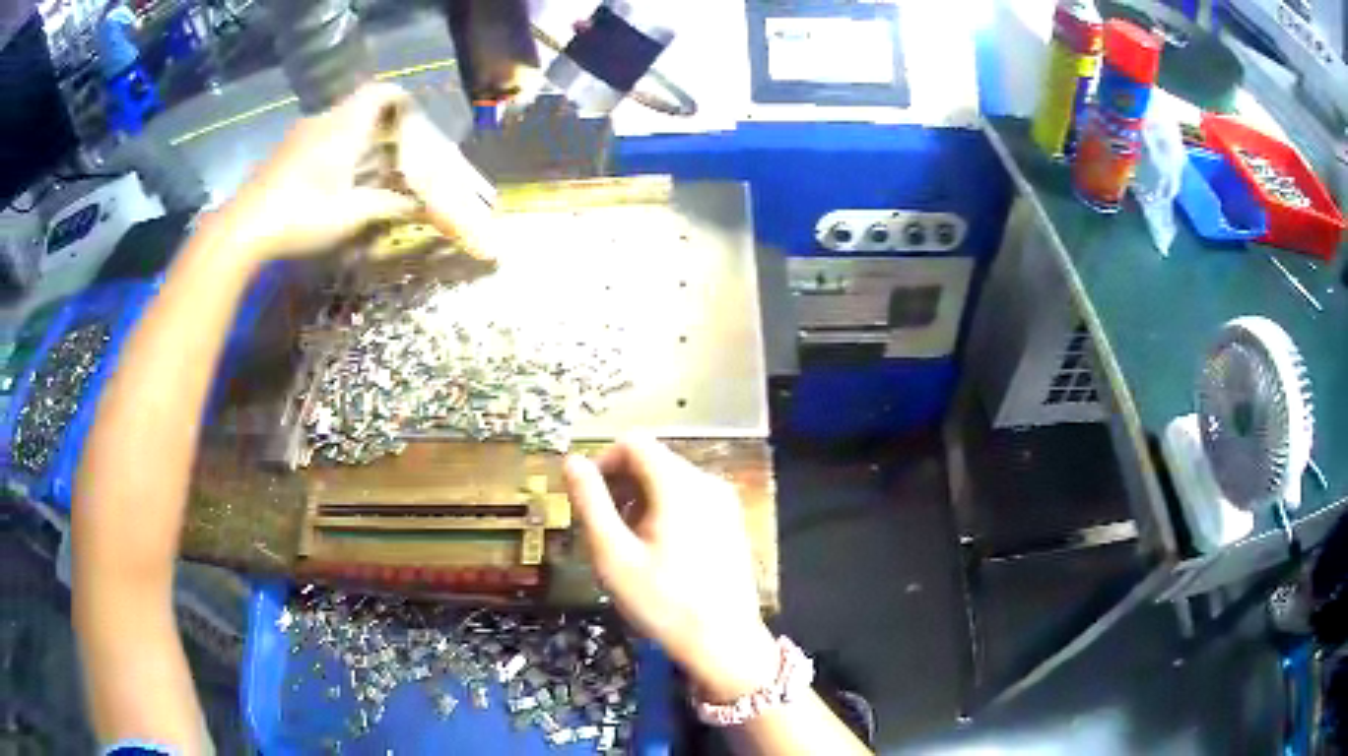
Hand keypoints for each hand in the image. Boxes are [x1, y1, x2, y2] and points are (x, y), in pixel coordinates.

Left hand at [207, 83, 494, 261]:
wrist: (244, 227)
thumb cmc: (302, 215)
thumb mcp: (350, 215)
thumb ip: (386, 204)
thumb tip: (417, 203)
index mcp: (345, 126)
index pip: (379, 91)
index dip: (399, 98)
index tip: (411, 116)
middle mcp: (324, 120)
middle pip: (358, 105)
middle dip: (379, 121)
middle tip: (392, 147)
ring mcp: (299, 133)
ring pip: (336, 121)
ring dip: (353, 135)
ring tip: (363, 165)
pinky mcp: (283, 150)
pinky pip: (317, 135)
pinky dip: (332, 146)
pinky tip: (330, 178)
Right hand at [564, 437, 777, 702]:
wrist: (724, 642)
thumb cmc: (663, 601)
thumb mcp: (614, 554)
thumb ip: (590, 502)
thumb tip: (571, 460)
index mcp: (680, 484)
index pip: (633, 442)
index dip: (602, 462)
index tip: (587, 499)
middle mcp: (707, 482)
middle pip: (653, 460)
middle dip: (621, 485)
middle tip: (604, 529)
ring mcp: (724, 502)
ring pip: (671, 480)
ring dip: (640, 499)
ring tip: (628, 544)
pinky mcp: (731, 521)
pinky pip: (690, 499)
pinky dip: (665, 511)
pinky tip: (658, 551)